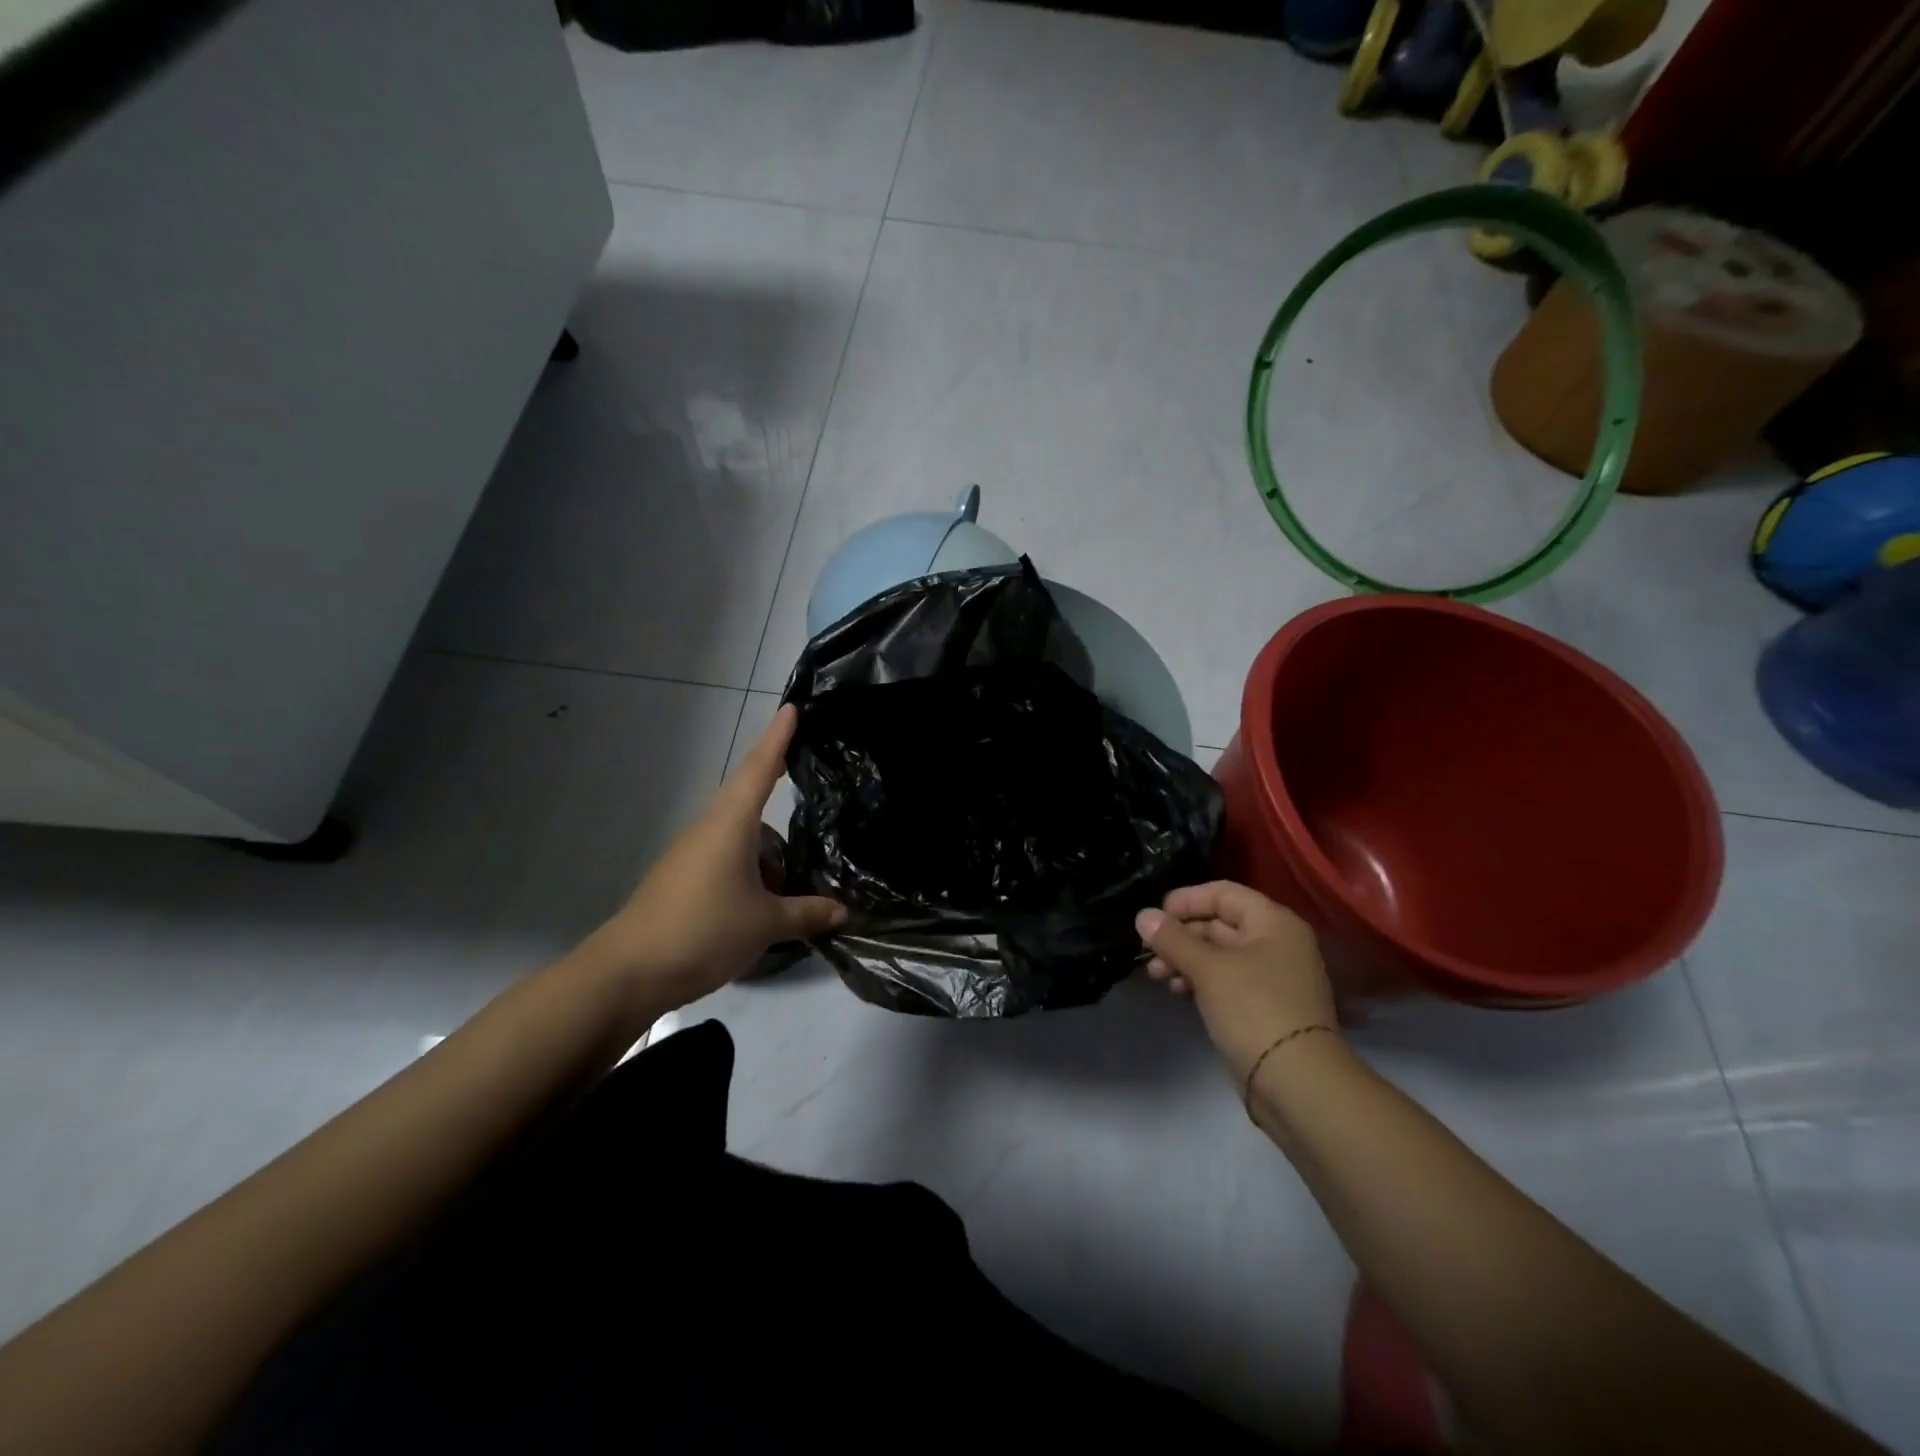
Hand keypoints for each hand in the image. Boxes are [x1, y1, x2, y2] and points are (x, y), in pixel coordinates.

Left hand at [584, 705, 843, 1013]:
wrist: (628, 972)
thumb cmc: (702, 931)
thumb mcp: (765, 924)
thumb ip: (807, 913)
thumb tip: (844, 910)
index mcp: (730, 824)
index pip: (759, 769)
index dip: (777, 738)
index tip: (792, 708)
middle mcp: (709, 830)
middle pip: (749, 797)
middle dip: (775, 782)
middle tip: (806, 769)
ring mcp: (692, 855)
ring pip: (740, 835)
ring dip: (768, 846)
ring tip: (798, 871)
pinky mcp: (684, 880)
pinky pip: (728, 859)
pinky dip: (752, 867)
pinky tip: (768, 898)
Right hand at [1136, 881, 1338, 1084]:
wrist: (1298, 1082)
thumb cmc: (1254, 1009)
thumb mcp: (1207, 969)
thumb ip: (1172, 939)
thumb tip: (1143, 915)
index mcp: (1273, 922)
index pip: (1223, 893)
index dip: (1185, 900)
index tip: (1153, 916)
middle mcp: (1277, 942)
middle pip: (1220, 923)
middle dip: (1180, 935)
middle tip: (1147, 950)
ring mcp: (1272, 976)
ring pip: (1219, 954)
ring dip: (1185, 959)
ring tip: (1156, 974)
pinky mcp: (1264, 1006)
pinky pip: (1226, 980)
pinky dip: (1200, 980)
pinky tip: (1177, 990)